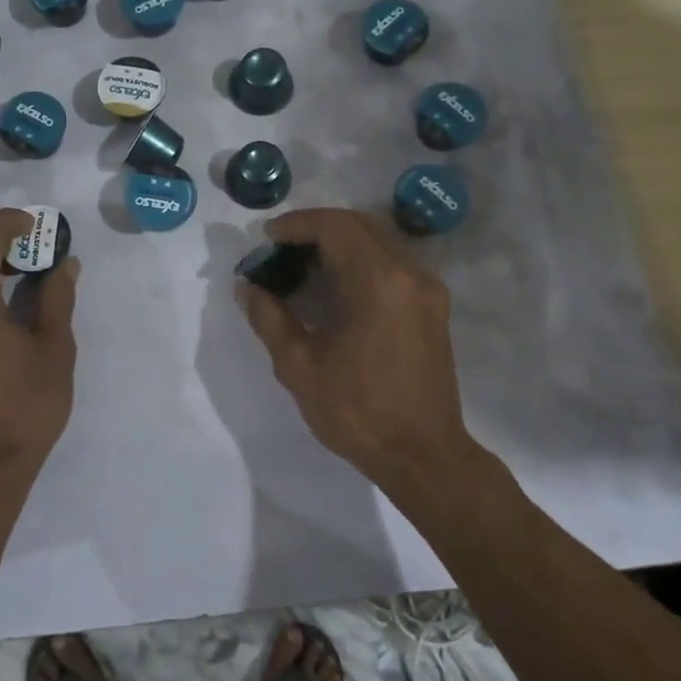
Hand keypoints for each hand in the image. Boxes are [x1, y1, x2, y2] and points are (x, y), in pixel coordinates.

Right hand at [239, 208, 476, 503]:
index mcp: (379, 283)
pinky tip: (335, 287)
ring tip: (302, 266)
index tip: (267, 237)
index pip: (336, 227)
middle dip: (317, 228)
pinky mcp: (433, 308)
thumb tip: (247, 287)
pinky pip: (393, 264)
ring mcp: (428, 290)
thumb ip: (270, 319)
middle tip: (281, 249)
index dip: (297, 224)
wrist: (423, 455)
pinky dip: (360, 262)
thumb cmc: (358, 412)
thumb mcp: (300, 367)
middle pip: (361, 226)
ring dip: (340, 244)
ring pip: (379, 242)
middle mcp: (410, 275)